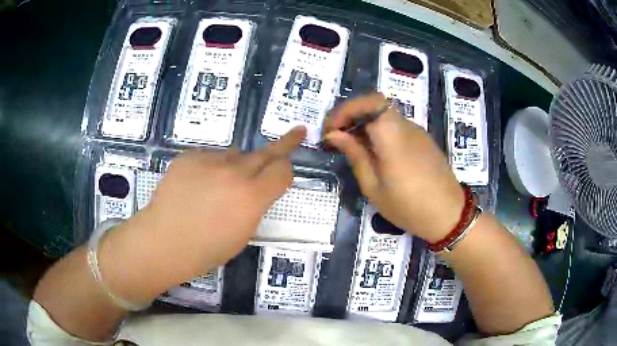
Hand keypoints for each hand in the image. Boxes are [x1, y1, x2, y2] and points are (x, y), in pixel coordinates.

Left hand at [98, 127, 305, 303]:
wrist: (164, 241)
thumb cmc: (206, 249)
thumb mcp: (242, 232)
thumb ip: (255, 204)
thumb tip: (257, 184)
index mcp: (252, 197)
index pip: (283, 170)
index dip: (287, 171)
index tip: (286, 171)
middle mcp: (235, 172)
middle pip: (267, 152)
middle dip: (284, 144)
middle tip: (298, 132)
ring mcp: (210, 160)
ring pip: (235, 154)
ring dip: (236, 165)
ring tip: (217, 186)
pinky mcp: (189, 156)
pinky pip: (209, 157)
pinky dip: (209, 167)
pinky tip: (195, 186)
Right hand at [325, 93, 463, 241]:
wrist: (448, 215)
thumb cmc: (409, 207)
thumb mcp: (374, 187)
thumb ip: (355, 155)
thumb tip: (335, 135)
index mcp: (393, 136)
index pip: (369, 102)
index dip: (346, 109)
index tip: (332, 128)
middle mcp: (407, 126)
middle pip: (376, 105)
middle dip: (352, 115)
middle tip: (337, 136)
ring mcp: (417, 132)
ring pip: (386, 115)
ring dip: (365, 124)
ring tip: (353, 147)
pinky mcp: (423, 140)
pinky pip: (397, 127)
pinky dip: (380, 132)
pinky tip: (375, 153)